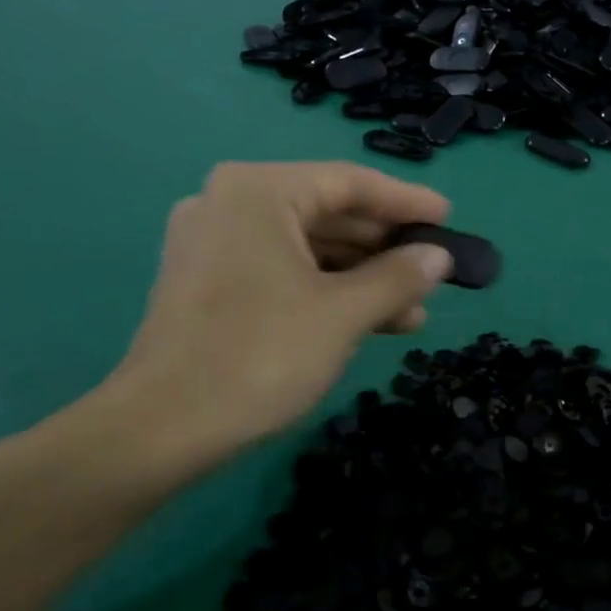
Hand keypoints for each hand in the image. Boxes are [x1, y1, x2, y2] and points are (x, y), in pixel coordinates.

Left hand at [89, 162, 453, 486]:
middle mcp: (228, 204)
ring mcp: (212, 245)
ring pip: (305, 249)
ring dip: (360, 278)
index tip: (448, 219)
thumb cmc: (260, 356)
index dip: (405, 202)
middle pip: (325, 214)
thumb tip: (438, 258)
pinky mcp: (207, 284)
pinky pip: (281, 273)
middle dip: (384, 249)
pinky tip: (368, 321)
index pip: (348, 182)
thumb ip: (397, 277)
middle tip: (433, 273)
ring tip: (412, 311)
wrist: (163, 428)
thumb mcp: (343, 314)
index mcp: (257, 191)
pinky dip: (325, 292)